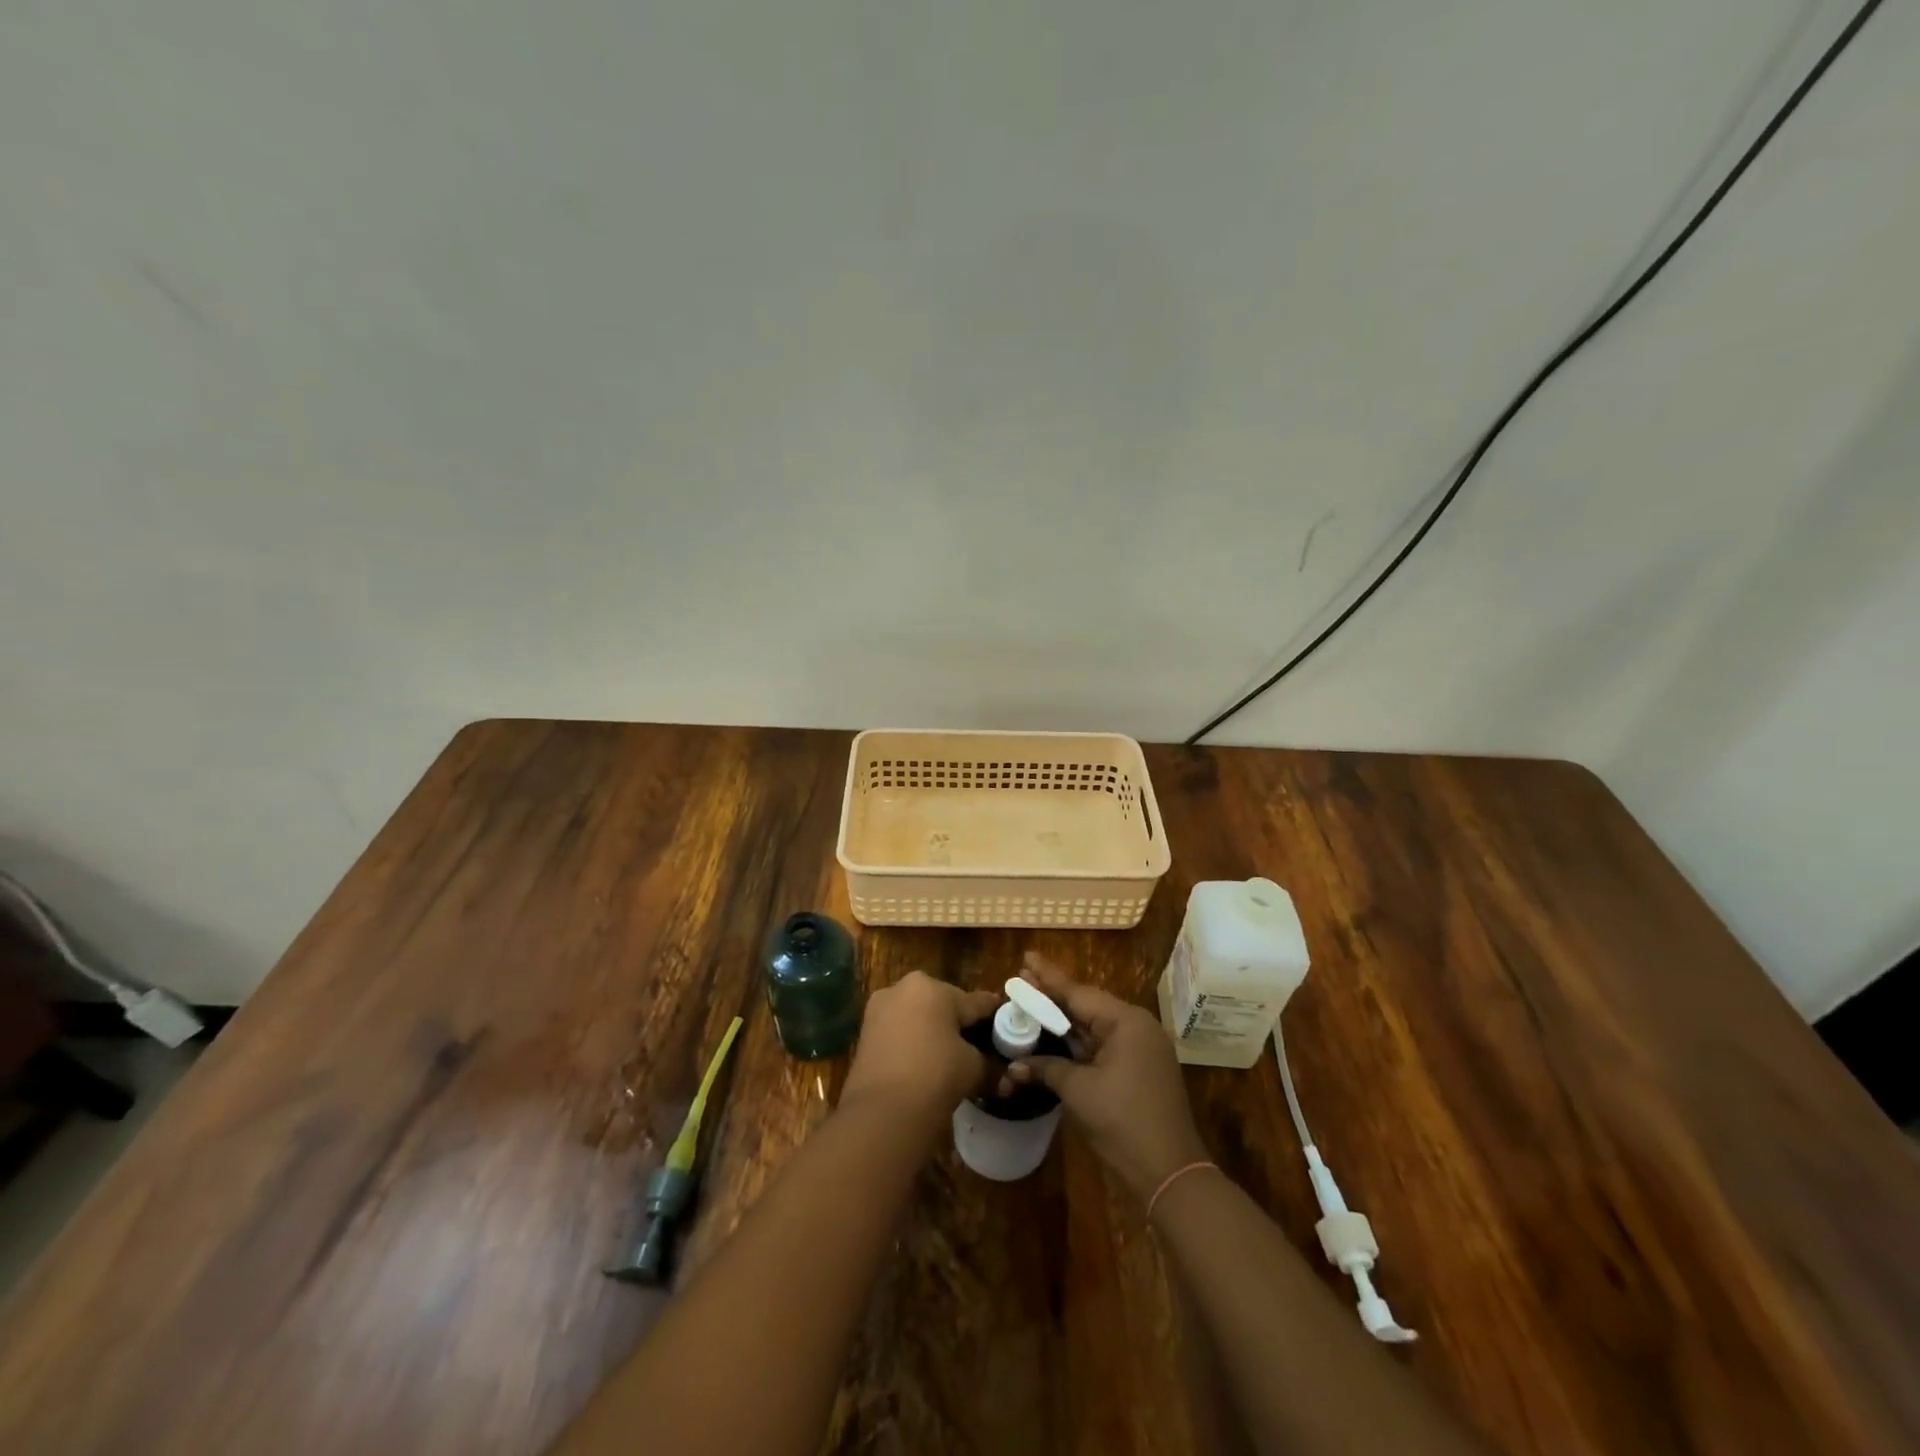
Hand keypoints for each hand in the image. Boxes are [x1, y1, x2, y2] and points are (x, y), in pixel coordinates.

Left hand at [841, 972, 999, 1128]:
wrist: (882, 1112)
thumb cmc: (936, 1075)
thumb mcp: (972, 1067)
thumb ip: (987, 1062)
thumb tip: (998, 1072)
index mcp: (932, 987)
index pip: (973, 1001)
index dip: (992, 1014)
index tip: (1006, 1019)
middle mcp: (902, 988)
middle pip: (942, 1004)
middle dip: (957, 1022)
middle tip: (975, 1044)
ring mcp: (878, 1010)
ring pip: (917, 1018)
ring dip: (932, 1032)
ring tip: (949, 1057)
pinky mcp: (864, 1034)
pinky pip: (898, 1033)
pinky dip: (911, 1044)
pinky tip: (923, 1064)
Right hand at [1009, 952, 1208, 1201]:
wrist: (1169, 1172)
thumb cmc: (1122, 1122)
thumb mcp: (1079, 1091)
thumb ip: (1046, 1069)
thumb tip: (1015, 1066)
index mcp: (1126, 1021)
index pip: (1078, 992)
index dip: (1048, 978)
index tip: (1026, 958)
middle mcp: (1137, 1027)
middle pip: (1087, 1006)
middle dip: (1053, 998)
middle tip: (1021, 982)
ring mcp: (1141, 1049)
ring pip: (1095, 1027)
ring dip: (1064, 1023)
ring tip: (1032, 1006)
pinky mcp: (1140, 1070)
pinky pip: (1104, 1046)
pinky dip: (1079, 1044)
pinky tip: (1056, 1040)